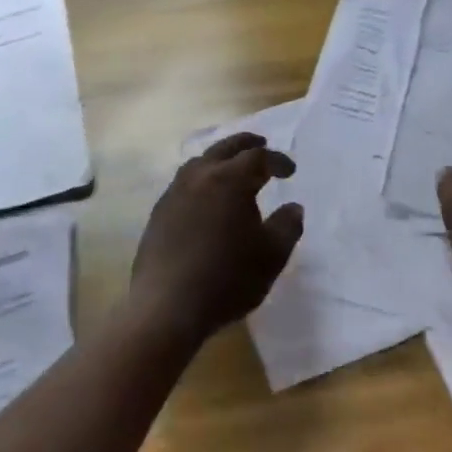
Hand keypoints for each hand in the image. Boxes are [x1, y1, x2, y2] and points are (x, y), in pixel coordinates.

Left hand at [130, 132, 304, 341]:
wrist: (167, 306)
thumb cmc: (227, 279)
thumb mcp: (271, 256)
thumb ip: (287, 227)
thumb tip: (293, 207)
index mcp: (229, 180)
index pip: (258, 158)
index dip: (277, 160)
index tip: (290, 171)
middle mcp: (199, 177)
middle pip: (224, 148)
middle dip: (246, 144)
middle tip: (262, 145)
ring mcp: (173, 194)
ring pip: (199, 163)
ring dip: (219, 159)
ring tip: (232, 169)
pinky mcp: (158, 214)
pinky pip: (184, 184)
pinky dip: (201, 180)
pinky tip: (206, 199)